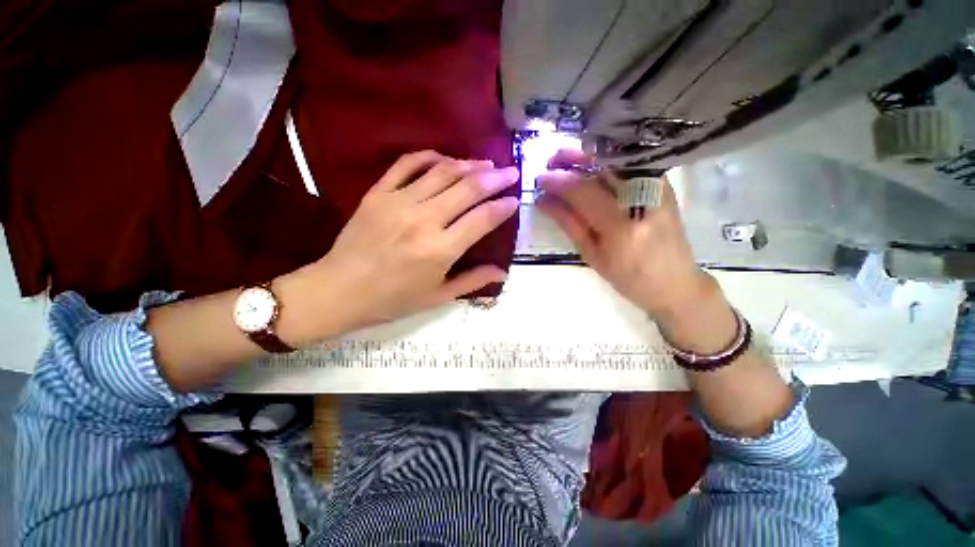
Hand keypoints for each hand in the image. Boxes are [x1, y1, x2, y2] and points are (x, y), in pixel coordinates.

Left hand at [311, 150, 519, 327]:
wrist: (339, 290)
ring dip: (469, 165)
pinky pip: (408, 164)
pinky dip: (430, 157)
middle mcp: (424, 220)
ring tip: (486, 164)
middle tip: (511, 172)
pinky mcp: (378, 193)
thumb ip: (473, 281)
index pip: (482, 219)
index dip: (503, 207)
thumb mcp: (437, 297)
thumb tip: (502, 273)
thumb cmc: (392, 300)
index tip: (515, 200)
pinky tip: (446, 159)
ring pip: (442, 172)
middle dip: (495, 178)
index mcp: (440, 250)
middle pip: (468, 189)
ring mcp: (399, 202)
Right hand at [536, 149, 711, 321]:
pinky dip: (606, 161)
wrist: (675, 283)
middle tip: (550, 162)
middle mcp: (642, 201)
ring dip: (587, 156)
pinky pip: (629, 165)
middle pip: (601, 167)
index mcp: (621, 227)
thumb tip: (543, 200)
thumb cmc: (628, 278)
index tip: (539, 179)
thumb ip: (568, 223)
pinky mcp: (664, 185)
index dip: (558, 181)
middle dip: (571, 159)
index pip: (583, 191)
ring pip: (616, 160)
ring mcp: (658, 188)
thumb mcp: (592, 255)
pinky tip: (591, 165)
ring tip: (565, 161)